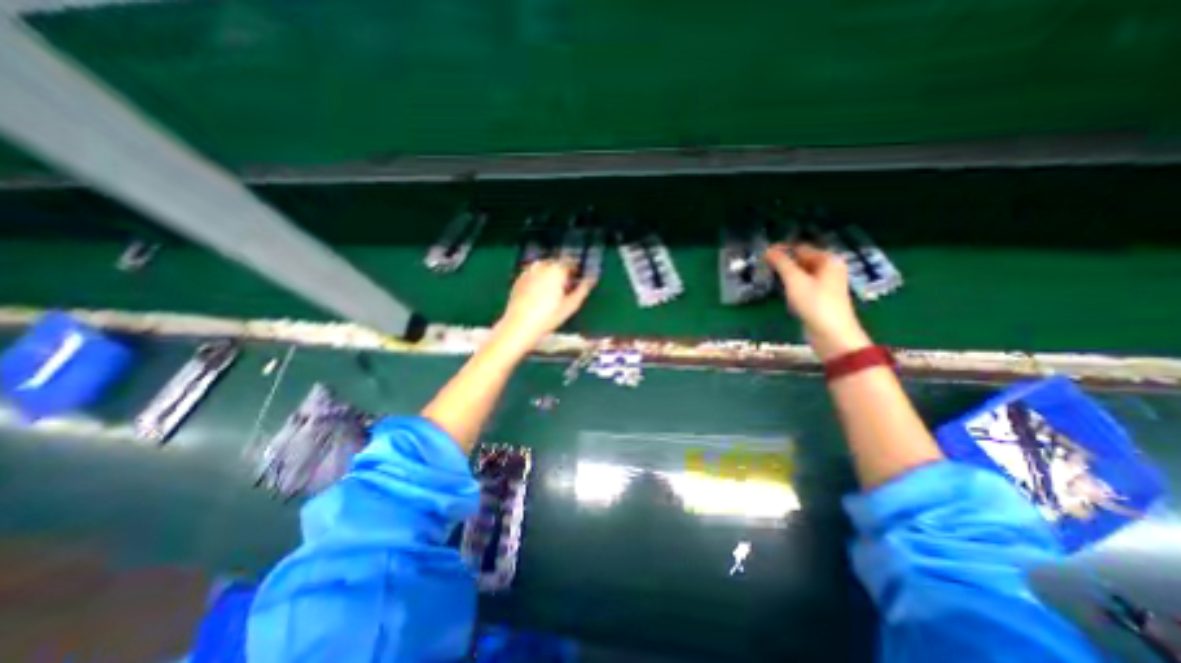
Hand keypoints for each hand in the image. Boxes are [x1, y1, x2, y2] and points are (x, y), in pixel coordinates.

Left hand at [496, 258, 594, 349]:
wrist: (520, 325)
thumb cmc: (548, 316)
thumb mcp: (571, 305)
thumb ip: (583, 289)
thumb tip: (591, 280)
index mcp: (557, 270)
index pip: (571, 262)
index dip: (576, 269)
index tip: (578, 279)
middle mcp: (542, 266)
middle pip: (556, 263)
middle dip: (562, 271)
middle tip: (566, 287)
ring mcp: (528, 271)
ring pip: (543, 267)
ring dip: (550, 274)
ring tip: (553, 291)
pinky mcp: (518, 279)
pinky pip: (533, 274)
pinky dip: (538, 279)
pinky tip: (539, 294)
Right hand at [766, 245, 864, 360]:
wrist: (832, 334)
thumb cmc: (815, 303)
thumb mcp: (795, 280)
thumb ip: (781, 263)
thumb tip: (768, 249)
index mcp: (828, 260)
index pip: (800, 248)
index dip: (781, 250)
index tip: (762, 255)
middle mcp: (830, 268)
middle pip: (802, 259)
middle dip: (783, 262)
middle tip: (762, 266)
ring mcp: (826, 284)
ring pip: (801, 273)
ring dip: (786, 274)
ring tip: (767, 276)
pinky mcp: (820, 297)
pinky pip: (803, 284)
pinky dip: (791, 285)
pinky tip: (780, 290)